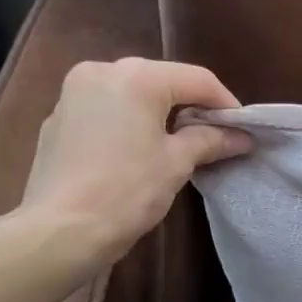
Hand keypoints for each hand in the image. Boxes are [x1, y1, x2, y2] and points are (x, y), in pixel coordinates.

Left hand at [20, 58, 250, 265]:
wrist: (60, 230)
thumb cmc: (126, 192)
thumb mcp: (177, 163)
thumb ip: (210, 140)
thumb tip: (241, 136)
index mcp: (136, 76)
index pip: (197, 79)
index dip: (226, 104)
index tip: (243, 130)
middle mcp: (101, 71)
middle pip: (162, 81)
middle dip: (192, 107)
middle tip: (215, 137)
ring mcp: (73, 93)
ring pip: (131, 94)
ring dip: (160, 114)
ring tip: (179, 145)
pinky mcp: (58, 119)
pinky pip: (106, 110)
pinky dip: (128, 123)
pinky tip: (138, 152)